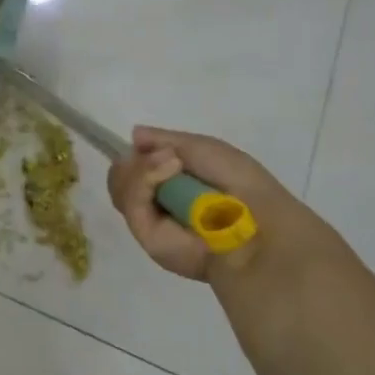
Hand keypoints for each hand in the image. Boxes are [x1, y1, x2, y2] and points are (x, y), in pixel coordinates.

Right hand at [107, 127, 303, 280]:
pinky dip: (144, 179)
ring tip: (171, 163)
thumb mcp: (202, 147)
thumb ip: (165, 140)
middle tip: (164, 156)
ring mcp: (151, 222)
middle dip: (136, 161)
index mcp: (174, 186)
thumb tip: (134, 136)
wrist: (254, 221)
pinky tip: (169, 171)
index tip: (147, 144)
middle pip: (121, 177)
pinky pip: (129, 200)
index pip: (136, 168)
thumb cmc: (238, 181)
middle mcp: (159, 204)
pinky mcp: (147, 238)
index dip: (138, 155)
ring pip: (120, 186)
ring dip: (141, 167)